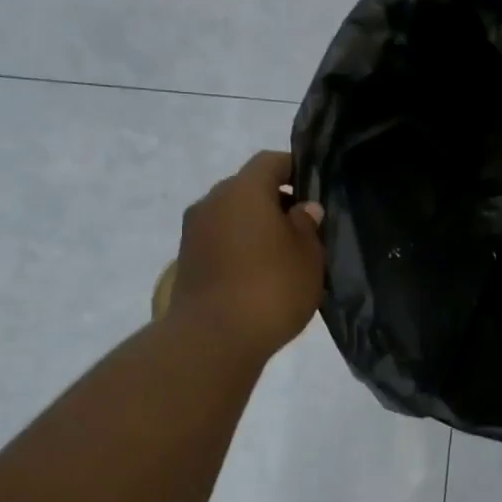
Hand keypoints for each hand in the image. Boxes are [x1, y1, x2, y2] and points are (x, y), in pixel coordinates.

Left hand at [170, 152, 325, 359]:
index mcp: (244, 189)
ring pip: (232, 217)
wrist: (213, 339)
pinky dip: (239, 249)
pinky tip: (259, 275)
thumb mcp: (308, 255)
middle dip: (275, 202)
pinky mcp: (186, 261)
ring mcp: (194, 232)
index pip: (271, 162)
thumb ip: (307, 225)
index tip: (315, 190)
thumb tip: (302, 209)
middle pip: (248, 189)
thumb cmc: (271, 287)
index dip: (295, 170)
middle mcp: (212, 201)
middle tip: (303, 228)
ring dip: (255, 228)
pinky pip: (220, 242)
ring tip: (283, 256)